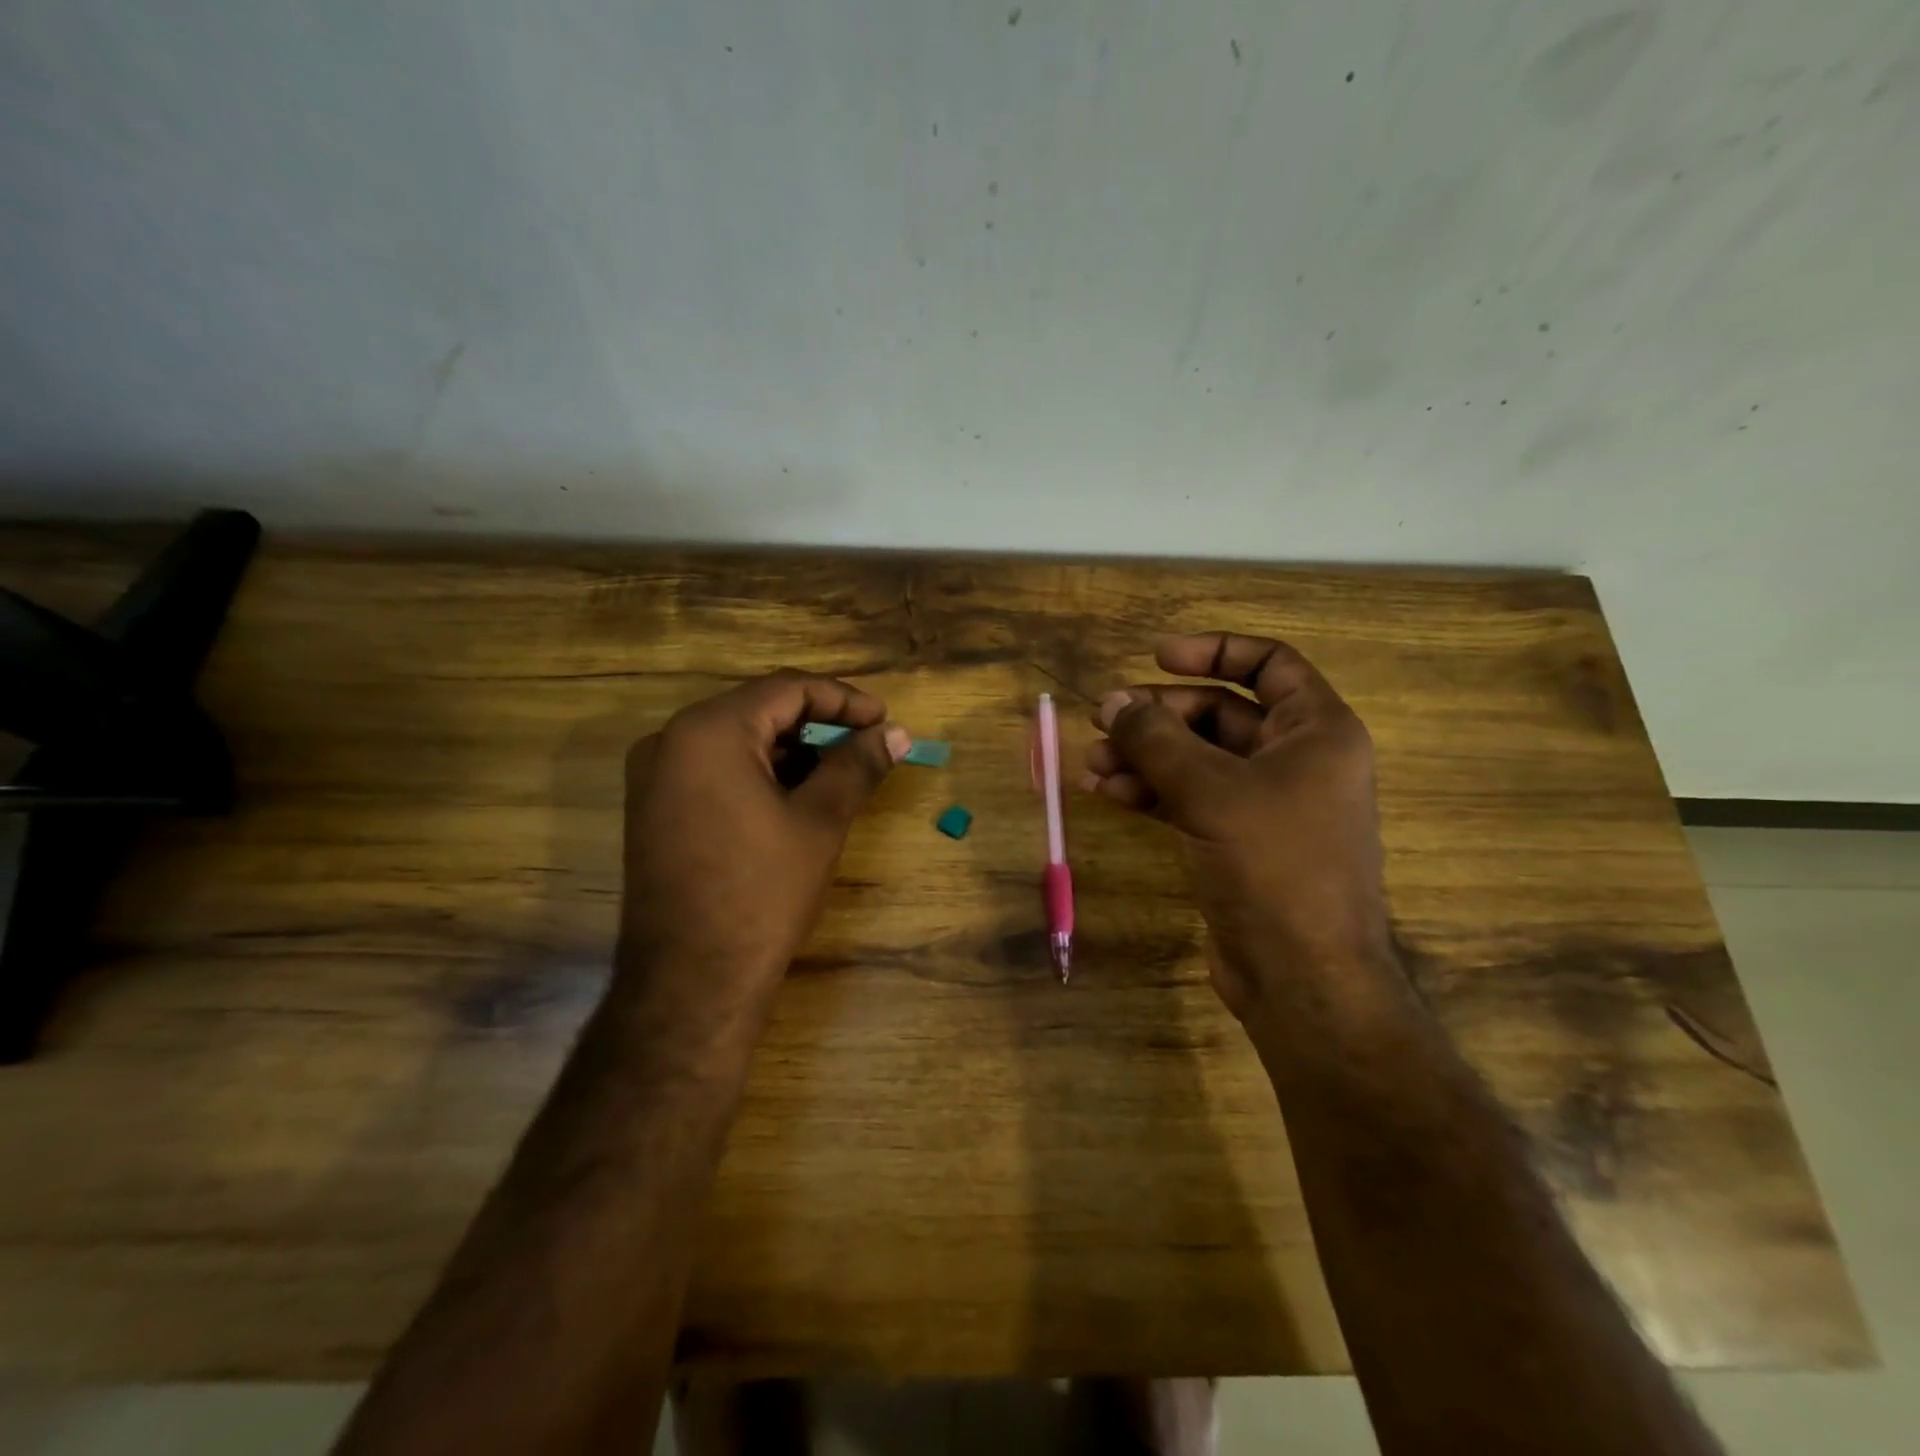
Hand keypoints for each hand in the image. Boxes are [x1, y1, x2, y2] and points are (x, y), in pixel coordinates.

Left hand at [618, 671, 909, 1028]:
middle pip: (759, 709)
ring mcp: (655, 776)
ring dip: (791, 748)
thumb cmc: (762, 892)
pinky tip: (795, 794)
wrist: (691, 981)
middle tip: (867, 744)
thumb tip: (897, 733)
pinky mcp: (654, 808)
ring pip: (737, 740)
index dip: (843, 700)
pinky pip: (714, 768)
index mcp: (709, 730)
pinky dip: (759, 772)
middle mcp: (671, 740)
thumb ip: (858, 764)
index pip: (786, 688)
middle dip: (818, 723)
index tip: (884, 721)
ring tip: (840, 771)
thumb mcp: (820, 820)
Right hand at [1082, 632, 1388, 1016]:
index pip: (1268, 664)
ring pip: (1197, 759)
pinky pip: (1189, 799)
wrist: (1303, 977)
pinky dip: (1150, 792)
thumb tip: (1111, 700)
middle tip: (1103, 719)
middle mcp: (1295, 760)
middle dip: (1159, 715)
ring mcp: (1265, 804)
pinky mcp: (1237, 842)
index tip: (1156, 656)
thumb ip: (1156, 739)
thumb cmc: (1274, 867)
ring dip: (1145, 756)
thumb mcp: (1210, 791)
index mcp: (1316, 731)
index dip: (1213, 651)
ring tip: (1093, 762)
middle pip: (1219, 713)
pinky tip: (1108, 793)